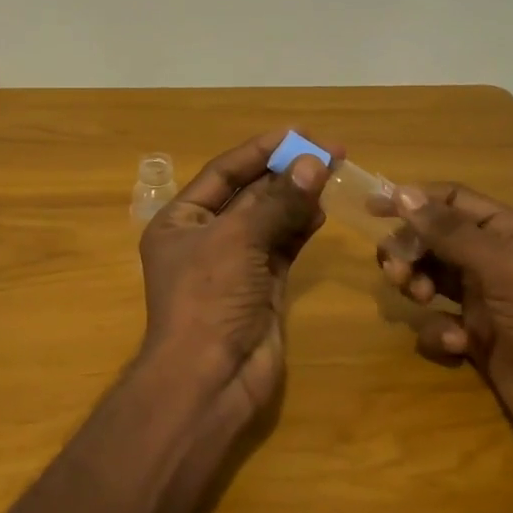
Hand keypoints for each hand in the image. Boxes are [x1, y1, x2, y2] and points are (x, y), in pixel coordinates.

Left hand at [137, 131, 333, 431]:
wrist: (210, 378)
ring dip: (298, 197)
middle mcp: (206, 238)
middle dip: (286, 173)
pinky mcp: (262, 286)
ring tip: (332, 174)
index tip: (299, 133)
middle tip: (330, 152)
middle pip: (250, 193)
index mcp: (180, 221)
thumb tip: (313, 162)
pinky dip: (301, 227)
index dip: (260, 151)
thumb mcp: (238, 240)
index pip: (223, 173)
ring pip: (270, 219)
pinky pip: (283, 246)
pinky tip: (322, 210)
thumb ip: (276, 201)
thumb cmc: (209, 299)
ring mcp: (236, 264)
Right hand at [378, 183, 512, 470]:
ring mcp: (483, 299)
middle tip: (396, 272)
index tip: (372, 208)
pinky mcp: (475, 335)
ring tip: (420, 299)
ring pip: (429, 277)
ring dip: (416, 285)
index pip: (451, 200)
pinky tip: (456, 345)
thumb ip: (450, 231)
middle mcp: (494, 258)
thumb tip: (403, 193)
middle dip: (409, 251)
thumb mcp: (500, 267)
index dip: (412, 200)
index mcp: (509, 231)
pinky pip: (437, 321)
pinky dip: (437, 330)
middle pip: (433, 238)